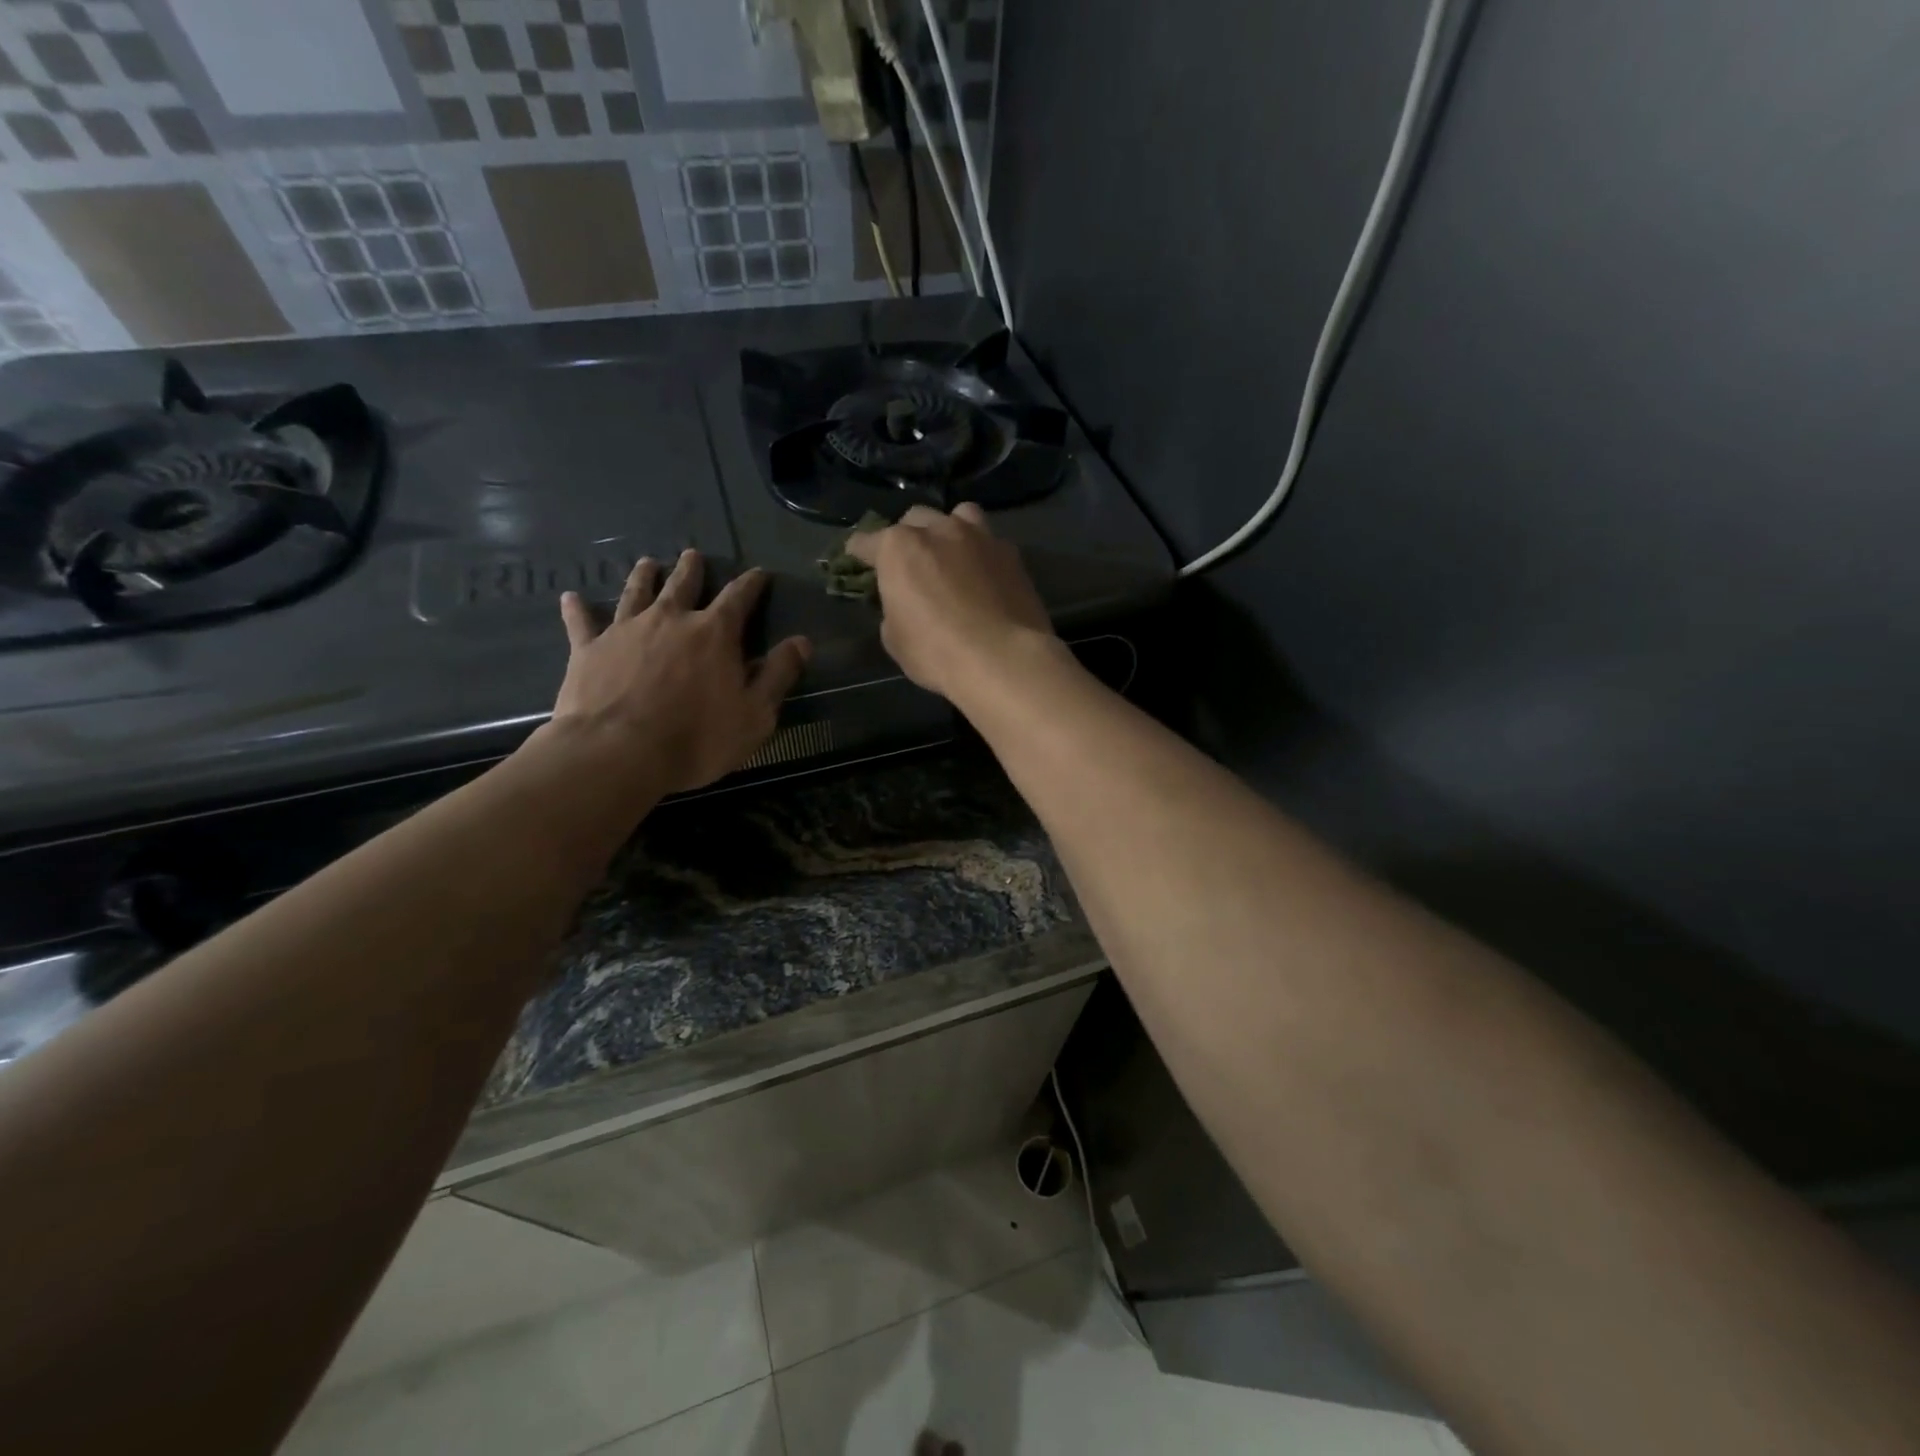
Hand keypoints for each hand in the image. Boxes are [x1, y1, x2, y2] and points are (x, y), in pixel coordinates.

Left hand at [550, 550, 810, 794]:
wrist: (617, 752)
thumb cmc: (696, 738)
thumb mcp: (755, 714)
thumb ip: (778, 675)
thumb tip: (801, 642)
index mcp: (715, 633)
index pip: (739, 597)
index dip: (752, 583)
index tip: (759, 573)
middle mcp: (671, 619)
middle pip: (684, 584)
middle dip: (693, 569)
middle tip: (694, 555)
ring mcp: (625, 630)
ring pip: (636, 592)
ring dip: (644, 576)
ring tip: (648, 562)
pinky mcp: (588, 649)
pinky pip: (582, 622)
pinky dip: (578, 609)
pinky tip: (571, 597)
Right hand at [846, 503, 1054, 701]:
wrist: (1004, 658)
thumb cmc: (938, 652)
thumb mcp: (895, 640)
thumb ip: (893, 611)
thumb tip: (903, 606)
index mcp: (899, 548)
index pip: (866, 541)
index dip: (859, 553)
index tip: (856, 559)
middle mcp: (938, 530)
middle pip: (914, 519)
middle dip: (907, 538)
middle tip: (909, 564)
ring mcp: (979, 537)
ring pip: (957, 516)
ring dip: (948, 530)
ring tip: (951, 554)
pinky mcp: (1011, 553)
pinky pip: (989, 541)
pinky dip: (980, 553)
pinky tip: (983, 575)